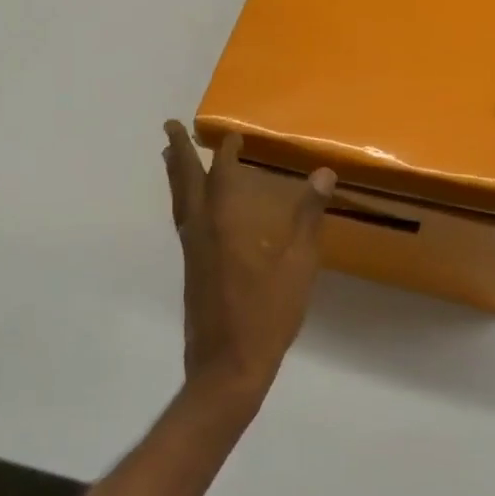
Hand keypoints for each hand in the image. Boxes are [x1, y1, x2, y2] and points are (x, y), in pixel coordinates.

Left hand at [162, 122, 334, 410]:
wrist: (227, 368)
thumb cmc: (266, 316)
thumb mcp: (298, 266)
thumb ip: (307, 219)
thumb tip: (323, 174)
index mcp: (226, 225)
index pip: (222, 176)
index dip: (226, 153)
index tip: (230, 134)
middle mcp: (201, 231)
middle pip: (185, 183)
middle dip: (180, 152)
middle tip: (170, 126)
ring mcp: (192, 253)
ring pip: (179, 203)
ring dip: (176, 176)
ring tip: (171, 156)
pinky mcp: (191, 271)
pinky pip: (183, 222)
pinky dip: (183, 201)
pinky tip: (192, 209)